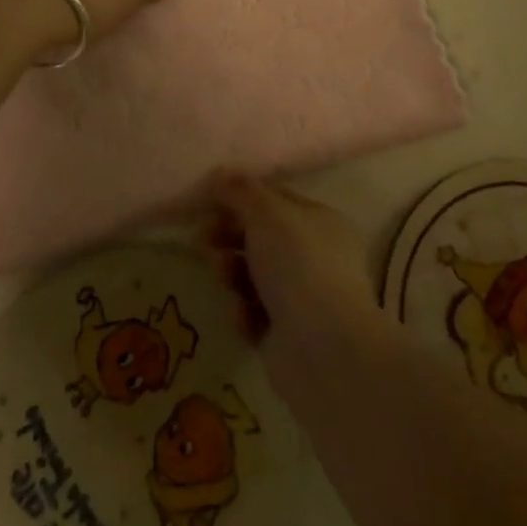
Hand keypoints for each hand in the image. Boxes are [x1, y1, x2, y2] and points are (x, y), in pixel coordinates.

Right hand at [205, 176, 378, 373]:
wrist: (323, 350)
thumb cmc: (298, 264)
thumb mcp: (266, 213)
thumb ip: (241, 191)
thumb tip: (221, 175)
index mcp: (321, 221)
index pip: (277, 200)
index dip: (242, 197)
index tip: (209, 202)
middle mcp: (316, 257)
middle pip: (262, 238)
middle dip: (230, 236)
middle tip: (203, 239)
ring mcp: (304, 299)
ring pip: (254, 276)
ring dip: (232, 273)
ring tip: (223, 277)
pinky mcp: (287, 337)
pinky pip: (255, 314)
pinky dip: (245, 313)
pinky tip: (245, 316)